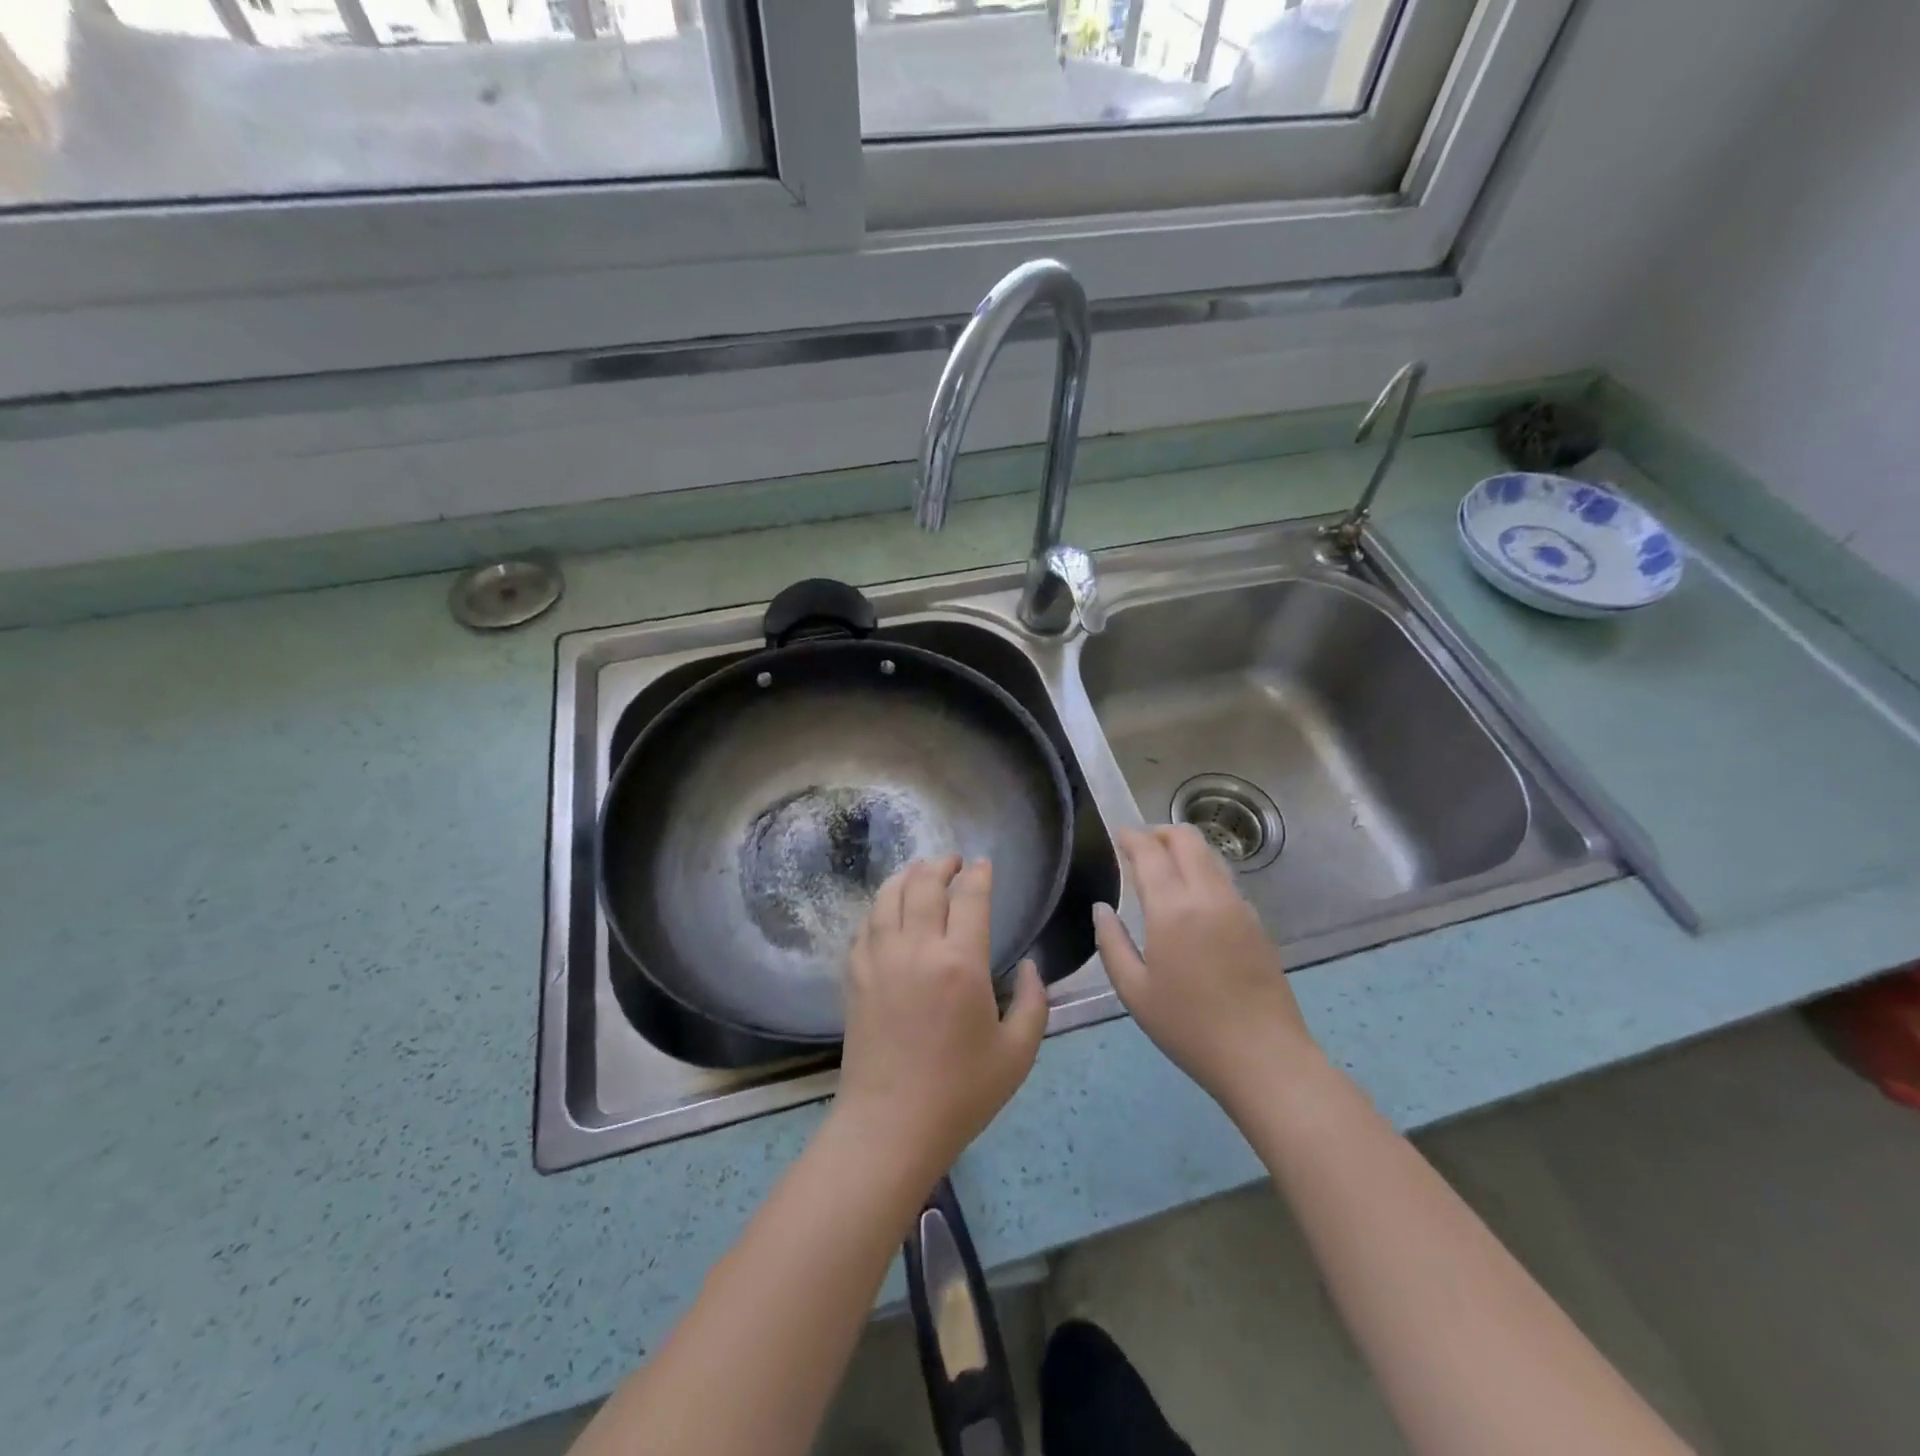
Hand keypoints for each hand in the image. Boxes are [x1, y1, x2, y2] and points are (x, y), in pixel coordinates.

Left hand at [836, 856, 1048, 1181]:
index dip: (979, 874)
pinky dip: (880, 906)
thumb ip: (1035, 1002)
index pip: (970, 897)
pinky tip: (889, 909)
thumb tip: (1034, 966)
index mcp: (961, 963)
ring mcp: (880, 959)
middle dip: (941, 865)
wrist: (891, 1125)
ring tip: (920, 872)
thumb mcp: (1019, 1053)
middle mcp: (917, 948)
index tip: (984, 864)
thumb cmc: (962, 1092)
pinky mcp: (856, 975)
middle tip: (953, 861)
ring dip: (907, 876)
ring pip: (889, 896)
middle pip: (925, 884)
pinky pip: (866, 925)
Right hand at [1094, 825, 1321, 1112]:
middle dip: (1160, 833)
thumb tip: (1102, 908)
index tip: (1118, 835)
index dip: (1132, 837)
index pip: (1151, 852)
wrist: (1265, 1058)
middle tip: (1139, 847)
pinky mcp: (1257, 922)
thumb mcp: (1134, 991)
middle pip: (1187, 838)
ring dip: (1184, 850)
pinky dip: (1203, 873)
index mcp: (1173, 909)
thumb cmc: (1189, 1028)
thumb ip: (1112, 943)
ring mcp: (1238, 906)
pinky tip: (1191, 901)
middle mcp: (1208, 895)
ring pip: (1210, 855)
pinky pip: (1225, 880)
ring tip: (1163, 869)